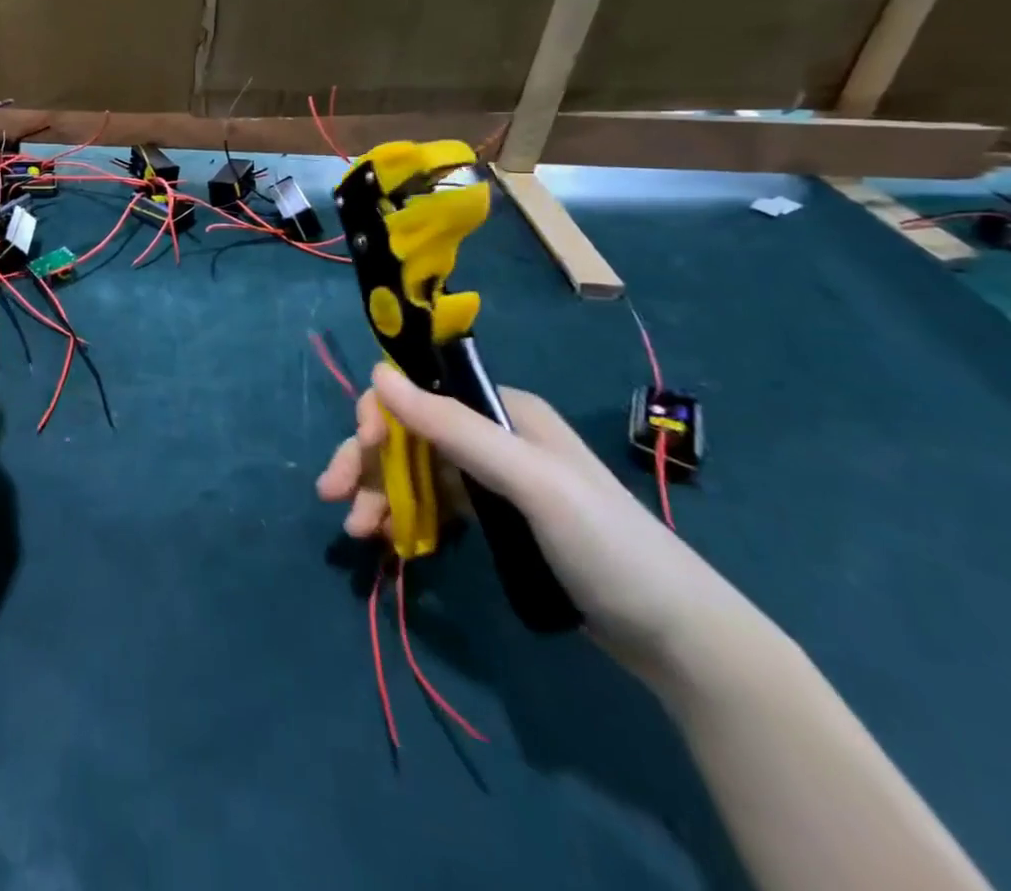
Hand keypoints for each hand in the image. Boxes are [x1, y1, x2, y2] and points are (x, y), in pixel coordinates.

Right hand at [317, 364, 754, 684]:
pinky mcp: (492, 518)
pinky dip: (403, 516)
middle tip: (331, 496)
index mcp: (502, 409)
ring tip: (357, 533)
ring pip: (412, 471)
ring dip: (378, 494)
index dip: (379, 415)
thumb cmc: (607, 547)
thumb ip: (454, 428)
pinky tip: (388, 540)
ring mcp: (491, 478)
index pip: (419, 393)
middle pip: (407, 434)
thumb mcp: (529, 483)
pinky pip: (430, 504)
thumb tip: (377, 371)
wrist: (680, 639)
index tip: (359, 451)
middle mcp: (491, 435)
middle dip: (365, 461)